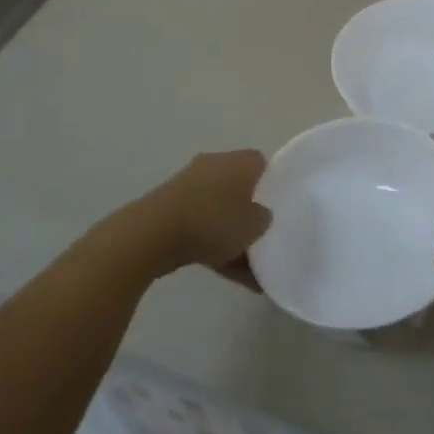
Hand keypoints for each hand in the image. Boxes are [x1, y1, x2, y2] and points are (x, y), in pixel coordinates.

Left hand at [129, 149, 271, 275]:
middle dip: (251, 211)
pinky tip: (227, 272)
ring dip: (232, 232)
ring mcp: (189, 185)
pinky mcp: (171, 207)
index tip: (280, 208)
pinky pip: (201, 224)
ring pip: (220, 209)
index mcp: (239, 161)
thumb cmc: (213, 221)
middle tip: (264, 236)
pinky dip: (213, 243)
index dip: (274, 185)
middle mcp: (214, 165)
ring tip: (249, 267)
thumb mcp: (254, 225)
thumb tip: (261, 215)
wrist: (153, 233)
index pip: (263, 164)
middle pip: (241, 187)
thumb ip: (264, 218)